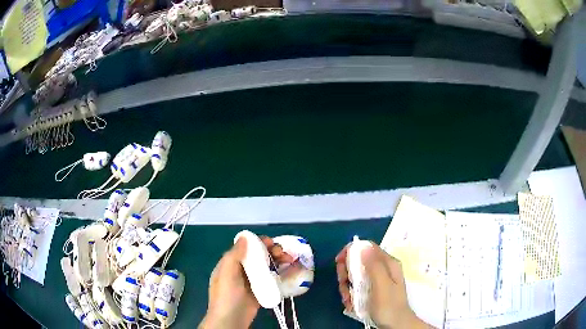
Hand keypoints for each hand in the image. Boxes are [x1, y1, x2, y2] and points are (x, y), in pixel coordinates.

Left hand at [199, 236, 293, 328]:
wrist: (232, 320)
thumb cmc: (227, 295)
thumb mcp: (227, 274)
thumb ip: (235, 255)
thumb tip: (244, 236)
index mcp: (231, 264)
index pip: (246, 248)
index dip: (258, 243)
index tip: (271, 243)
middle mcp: (241, 270)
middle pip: (258, 256)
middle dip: (271, 251)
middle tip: (283, 254)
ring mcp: (252, 281)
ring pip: (266, 266)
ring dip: (277, 261)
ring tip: (289, 261)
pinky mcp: (261, 290)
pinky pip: (270, 278)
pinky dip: (279, 273)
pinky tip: (288, 272)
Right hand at [335, 243, 430, 328]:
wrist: (395, 324)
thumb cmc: (389, 305)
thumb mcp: (382, 285)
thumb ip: (374, 266)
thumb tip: (363, 246)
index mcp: (388, 263)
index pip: (367, 248)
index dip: (351, 251)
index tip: (339, 262)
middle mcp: (382, 269)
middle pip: (359, 262)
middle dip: (347, 272)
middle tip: (343, 284)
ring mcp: (377, 280)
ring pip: (355, 275)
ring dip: (347, 286)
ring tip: (347, 299)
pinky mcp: (372, 290)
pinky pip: (357, 287)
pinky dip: (351, 294)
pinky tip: (350, 303)